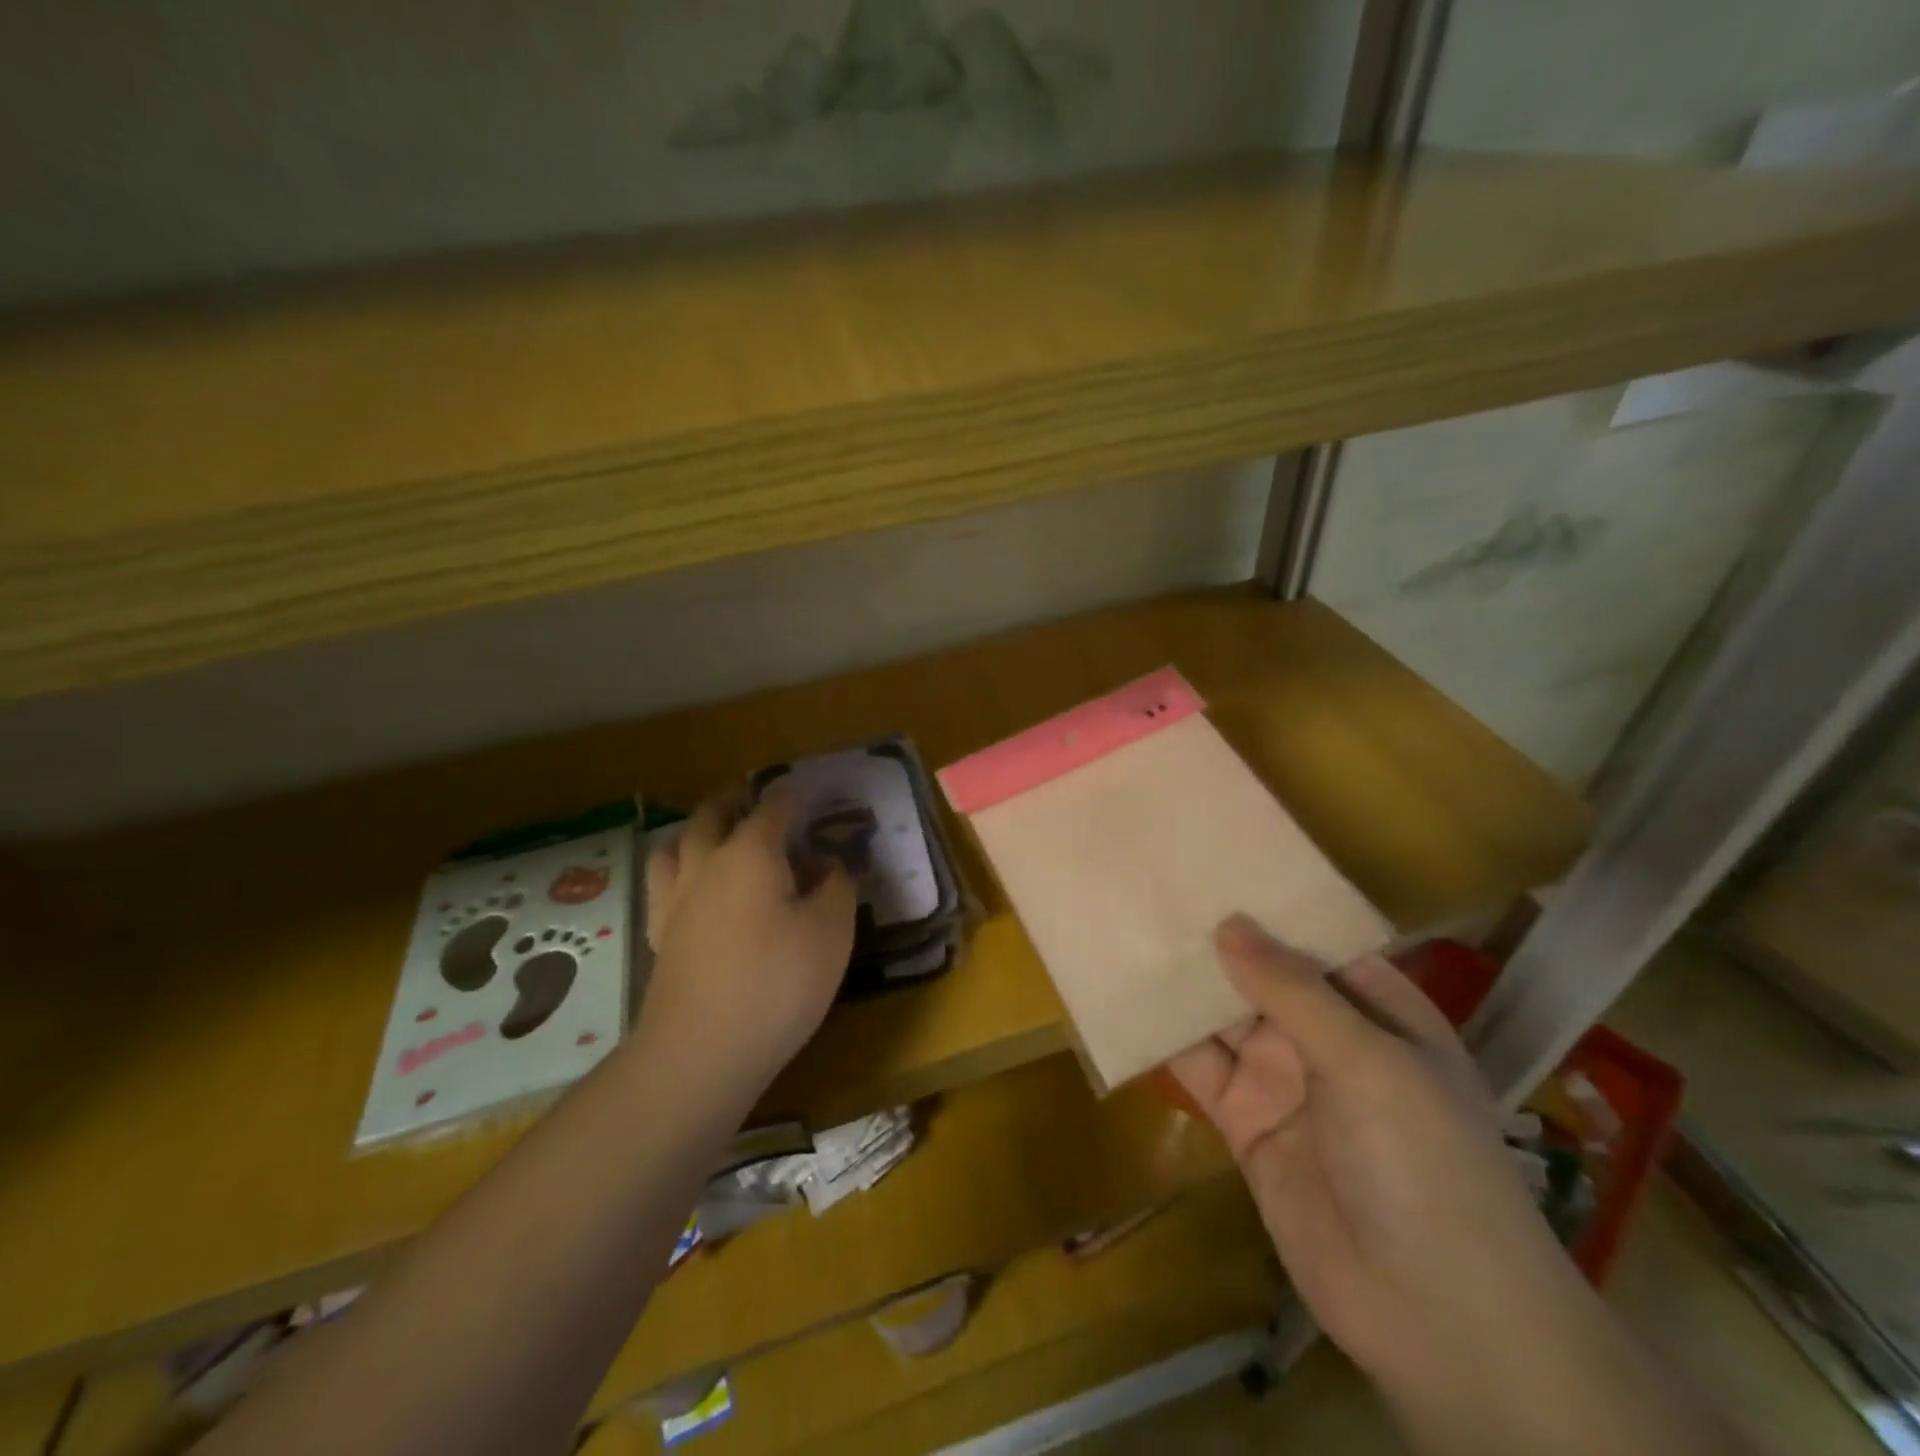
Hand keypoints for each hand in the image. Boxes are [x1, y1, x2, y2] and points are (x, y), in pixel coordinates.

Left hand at [639, 786, 857, 1103]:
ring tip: (716, 835)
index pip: (773, 807)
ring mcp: (676, 900)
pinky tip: (695, 889)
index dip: (793, 794)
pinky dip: (680, 870)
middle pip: (712, 814)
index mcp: (751, 853)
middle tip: (752, 795)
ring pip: (677, 844)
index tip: (807, 789)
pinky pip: (664, 883)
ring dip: (698, 830)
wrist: (701, 1053)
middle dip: (734, 798)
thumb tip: (825, 865)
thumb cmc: (777, 983)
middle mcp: (706, 864)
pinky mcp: (661, 936)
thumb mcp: (832, 931)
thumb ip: (836, 886)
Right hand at [1168, 917, 1608, 1429]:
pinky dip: (1164, 1041)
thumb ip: (1293, 991)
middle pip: (1260, 975)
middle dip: (1214, 939)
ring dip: (1182, 985)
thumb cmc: (1425, 1163)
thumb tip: (1228, 922)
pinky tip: (1124, 1003)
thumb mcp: (1368, 1061)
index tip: (1212, 863)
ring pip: (1222, 1018)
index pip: (1315, 941)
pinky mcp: (1243, 1122)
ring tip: (1128, 931)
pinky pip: (1199, 1070)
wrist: (1435, 1317)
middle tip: (1151, 888)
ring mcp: (1282, 1080)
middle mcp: (1326, 1037)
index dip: (1268, 904)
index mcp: (1375, 1009)